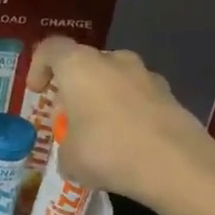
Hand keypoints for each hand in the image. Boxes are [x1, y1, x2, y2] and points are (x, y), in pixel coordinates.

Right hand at [26, 38, 214, 206]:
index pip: (51, 49)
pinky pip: (138, 98)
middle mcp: (113, 60)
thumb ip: (65, 146)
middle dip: (74, 87)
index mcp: (79, 66)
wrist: (177, 165)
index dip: (38, 67)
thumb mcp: (69, 158)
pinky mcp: (170, 95)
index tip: (38, 92)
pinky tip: (128, 142)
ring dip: (103, 99)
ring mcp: (146, 75)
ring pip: (114, 79)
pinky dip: (129, 113)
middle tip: (69, 118)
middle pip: (85, 64)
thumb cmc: (108, 152)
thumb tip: (73, 152)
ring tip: (100, 133)